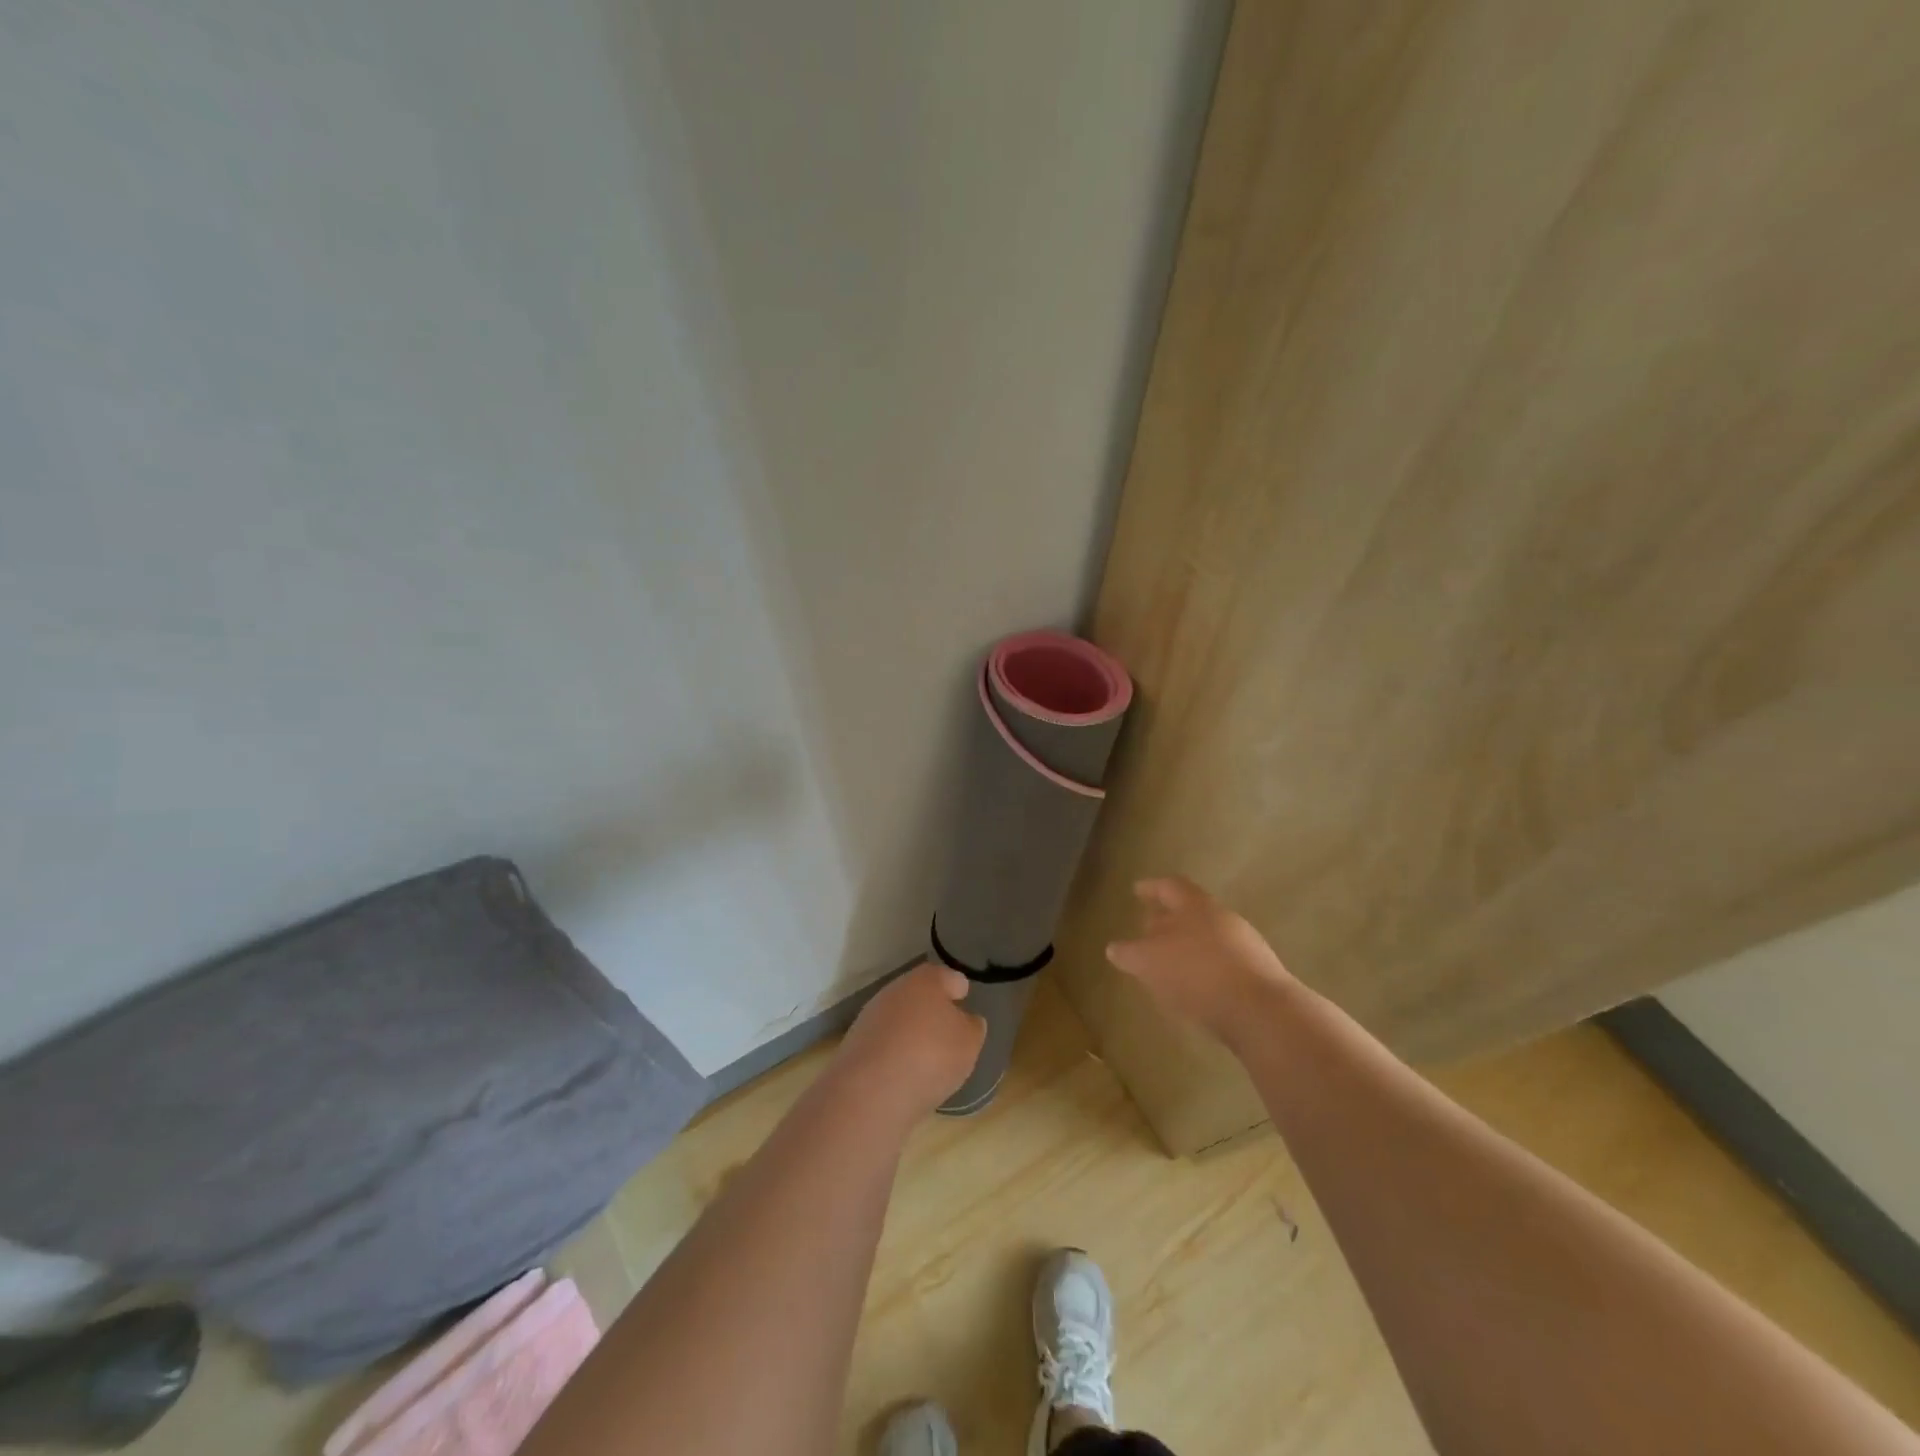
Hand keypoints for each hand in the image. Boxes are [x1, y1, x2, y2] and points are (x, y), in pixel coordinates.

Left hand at [834, 964, 986, 1119]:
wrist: (870, 1091)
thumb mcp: (969, 1043)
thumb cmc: (930, 1056)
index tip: (966, 1004)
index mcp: (926, 980)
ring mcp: (872, 1016)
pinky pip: (885, 1044)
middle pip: (921, 996)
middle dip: (934, 1012)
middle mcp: (896, 990)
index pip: (950, 978)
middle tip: (949, 1034)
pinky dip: (896, 1054)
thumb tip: (965, 1021)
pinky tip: (905, 1075)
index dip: (960, 991)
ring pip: (901, 1019)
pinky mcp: (856, 1044)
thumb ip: (972, 1027)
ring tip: (929, 1060)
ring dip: (913, 1033)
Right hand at [1105, 877, 1295, 1044]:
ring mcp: (1244, 946)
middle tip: (1149, 929)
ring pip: (1207, 938)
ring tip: (1167, 966)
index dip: (1151, 887)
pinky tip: (1193, 990)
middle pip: (1189, 911)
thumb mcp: (1149, 961)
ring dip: (1187, 948)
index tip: (1137, 890)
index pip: (1169, 886)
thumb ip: (1130, 953)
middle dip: (1168, 919)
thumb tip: (1115, 948)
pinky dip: (1203, 971)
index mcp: (1194, 905)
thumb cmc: (1197, 974)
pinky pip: (1221, 965)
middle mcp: (1221, 918)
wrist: (1261, 1012)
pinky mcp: (1257, 976)